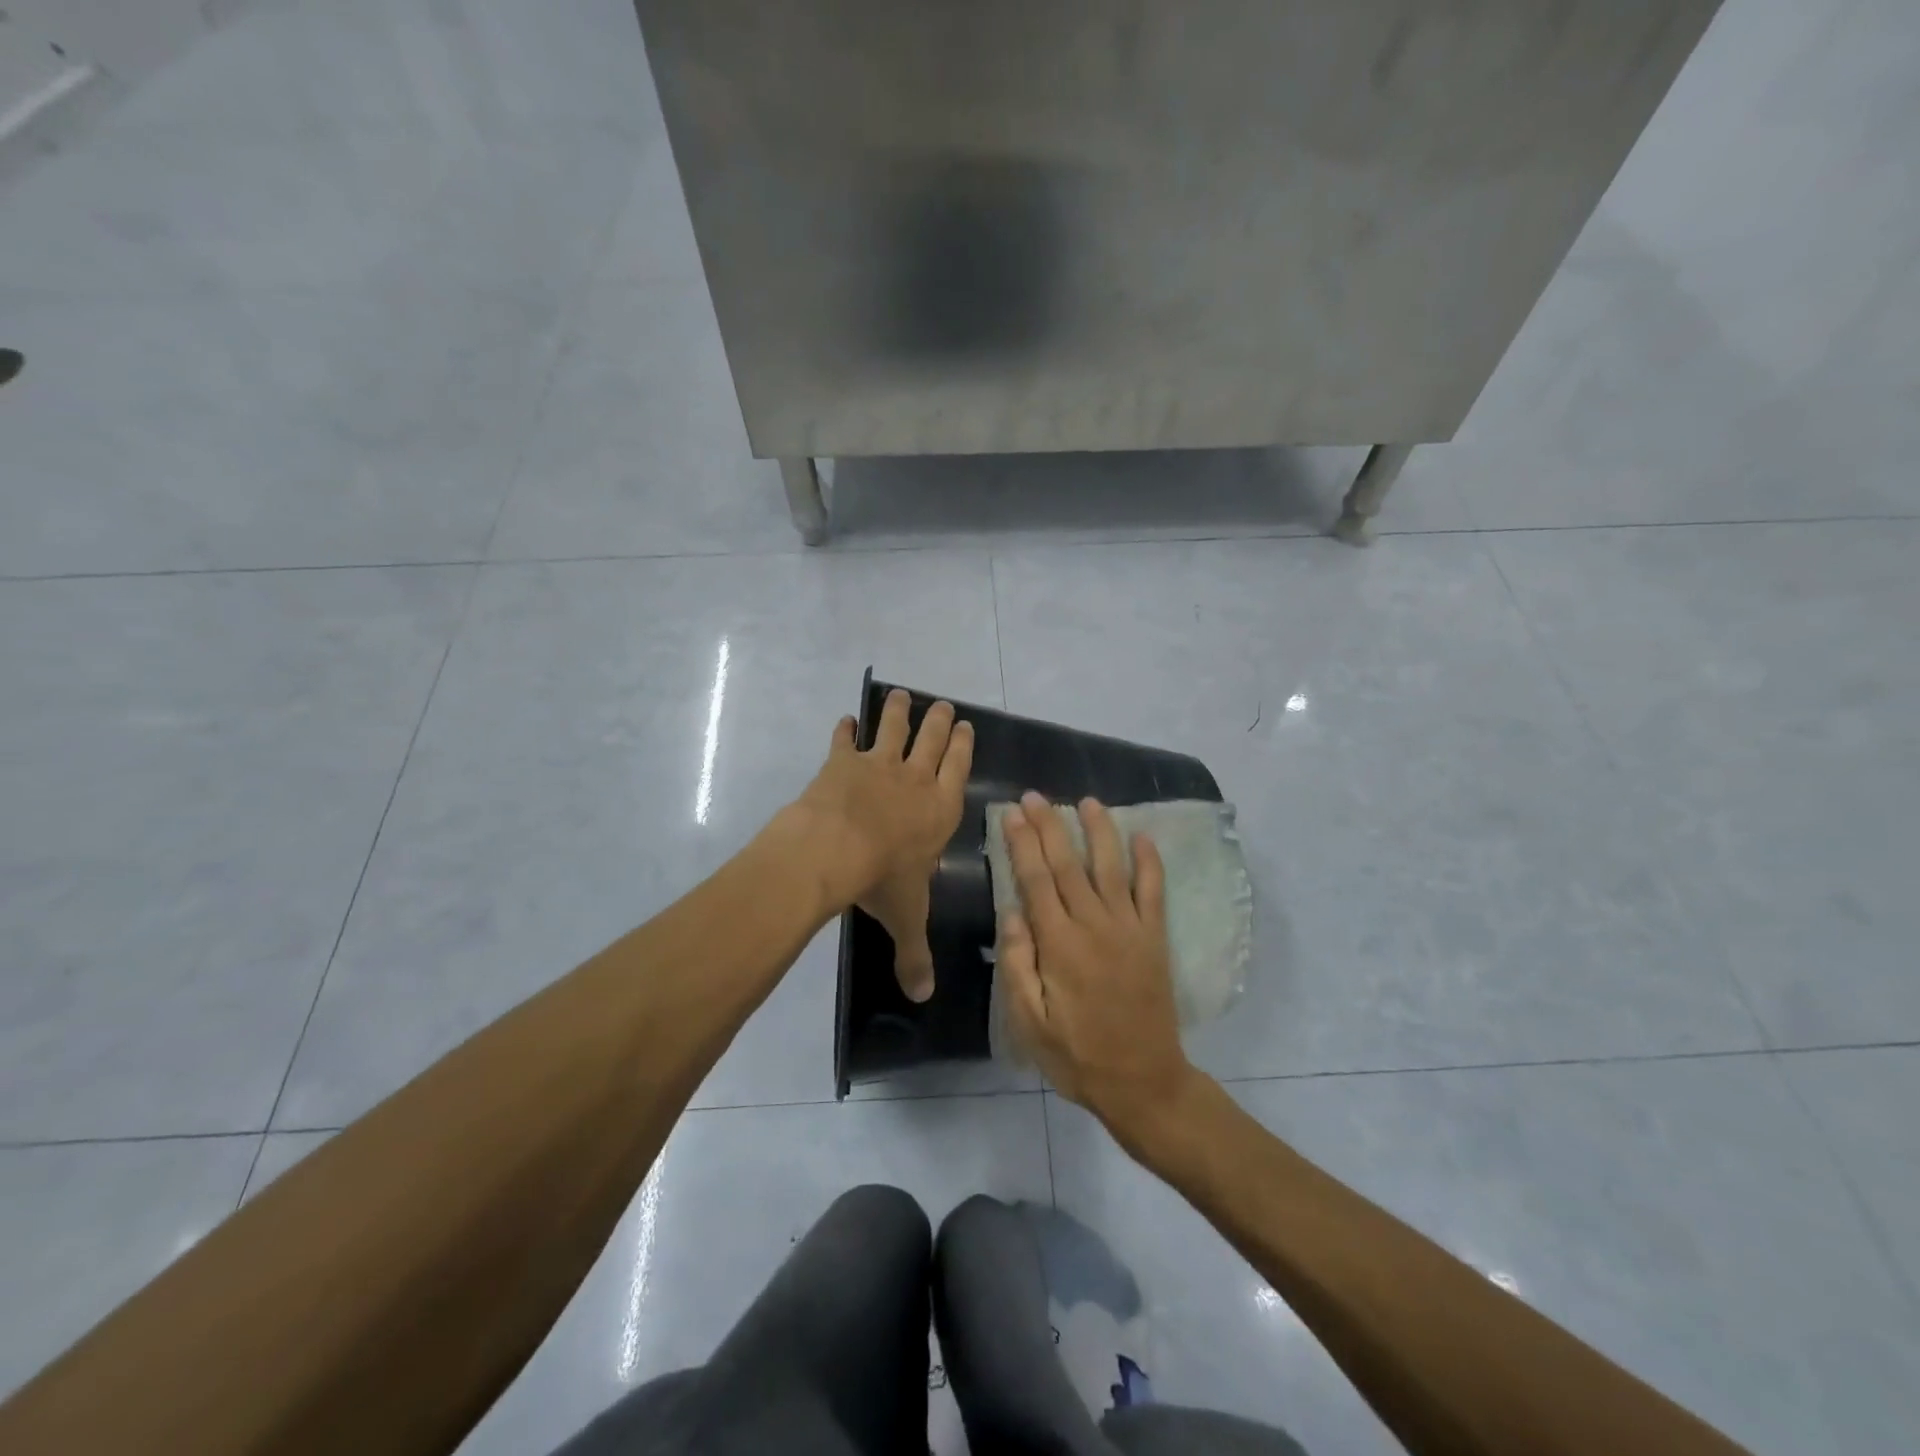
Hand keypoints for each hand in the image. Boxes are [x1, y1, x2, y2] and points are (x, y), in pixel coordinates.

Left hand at [791, 690, 972, 1000]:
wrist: (835, 849)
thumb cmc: (882, 880)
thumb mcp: (906, 919)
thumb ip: (914, 954)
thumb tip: (923, 998)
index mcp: (939, 809)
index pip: (958, 769)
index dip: (962, 746)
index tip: (965, 725)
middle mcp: (914, 780)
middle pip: (932, 740)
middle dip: (939, 721)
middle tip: (942, 704)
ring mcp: (877, 765)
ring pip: (893, 728)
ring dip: (898, 711)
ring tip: (901, 695)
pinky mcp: (841, 762)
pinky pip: (844, 739)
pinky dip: (844, 729)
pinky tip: (845, 720)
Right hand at [999, 792, 1197, 1146]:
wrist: (1143, 1081)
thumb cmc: (1077, 1055)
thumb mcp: (1028, 1022)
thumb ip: (1018, 964)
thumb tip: (1011, 911)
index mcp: (1059, 945)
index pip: (1036, 880)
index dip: (1023, 843)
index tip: (1013, 813)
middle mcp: (1094, 925)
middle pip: (1069, 864)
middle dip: (1050, 826)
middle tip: (1036, 796)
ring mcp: (1130, 928)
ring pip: (1111, 867)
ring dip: (1099, 830)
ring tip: (1087, 801)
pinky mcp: (1155, 938)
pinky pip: (1153, 891)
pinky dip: (1150, 862)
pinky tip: (1142, 837)